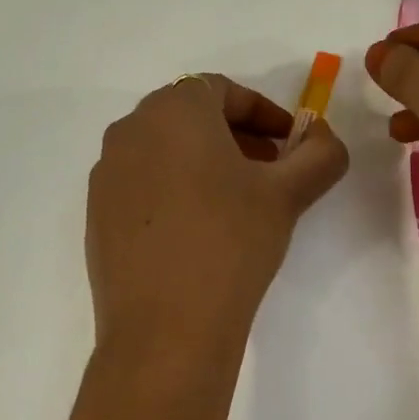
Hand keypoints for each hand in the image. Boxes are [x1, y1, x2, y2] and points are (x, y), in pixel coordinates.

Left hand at [86, 74, 348, 357]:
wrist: (165, 329)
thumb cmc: (231, 243)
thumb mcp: (289, 193)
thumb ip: (320, 153)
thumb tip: (322, 137)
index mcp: (173, 110)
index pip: (222, 89)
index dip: (264, 112)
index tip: (290, 143)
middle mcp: (131, 130)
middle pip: (190, 115)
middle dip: (236, 135)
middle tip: (270, 169)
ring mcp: (107, 173)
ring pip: (164, 149)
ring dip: (204, 161)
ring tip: (237, 201)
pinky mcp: (97, 213)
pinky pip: (142, 182)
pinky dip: (174, 188)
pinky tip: (198, 230)